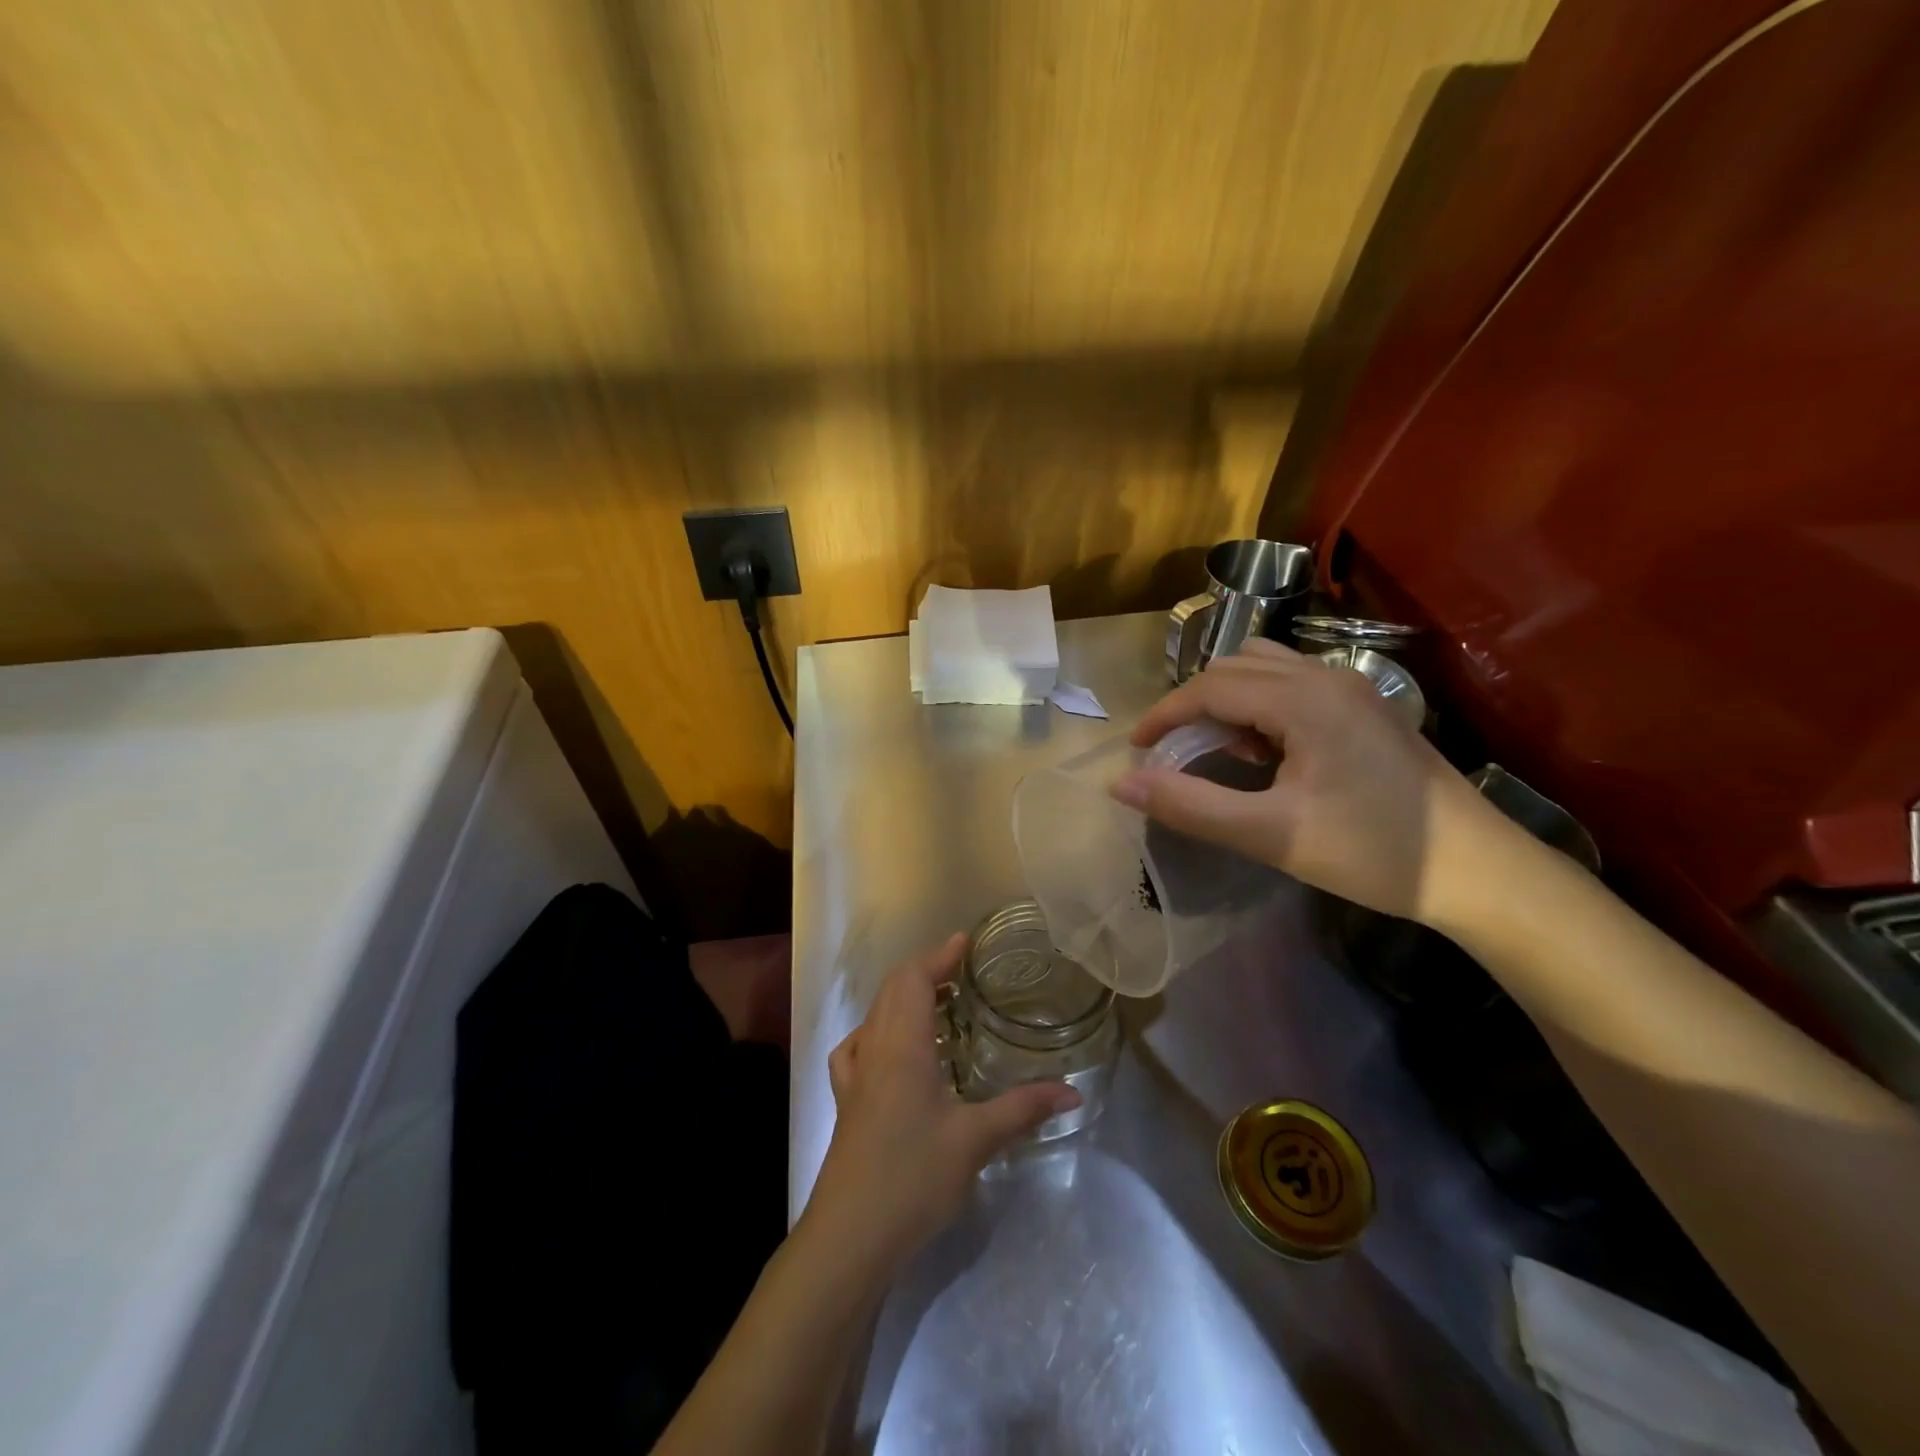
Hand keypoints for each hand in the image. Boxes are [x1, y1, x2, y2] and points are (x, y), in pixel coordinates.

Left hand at [801, 934, 1080, 1276]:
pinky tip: (892, 1050)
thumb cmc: (913, 1176)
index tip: (965, 942)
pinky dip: (879, 1030)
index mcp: (902, 1044)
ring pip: (876, 1014)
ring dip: (903, 997)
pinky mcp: (847, 1100)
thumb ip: (1022, 1108)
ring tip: (937, 1003)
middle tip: (961, 971)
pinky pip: (859, 1046)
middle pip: (892, 988)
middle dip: (925, 970)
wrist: (850, 1235)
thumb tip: (1072, 1091)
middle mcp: (874, 1048)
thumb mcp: (975, 1141)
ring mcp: (854, 1075)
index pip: (914, 978)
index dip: (939, 955)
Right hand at [1110, 640, 1506, 924]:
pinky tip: (1268, 752)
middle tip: (1175, 755)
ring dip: (1228, 700)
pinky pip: (1293, 684)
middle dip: (1193, 705)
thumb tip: (1122, 784)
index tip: (1136, 750)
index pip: (1210, 686)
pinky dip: (1260, 705)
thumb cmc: (1371, 851)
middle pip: (1234, 667)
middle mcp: (1326, 678)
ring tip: (1221, 751)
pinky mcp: (1366, 708)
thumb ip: (1190, 805)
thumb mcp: (1270, 834)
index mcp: (1303, 700)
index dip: (1164, 715)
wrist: (1479, 871)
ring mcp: (1352, 689)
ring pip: (1265, 669)